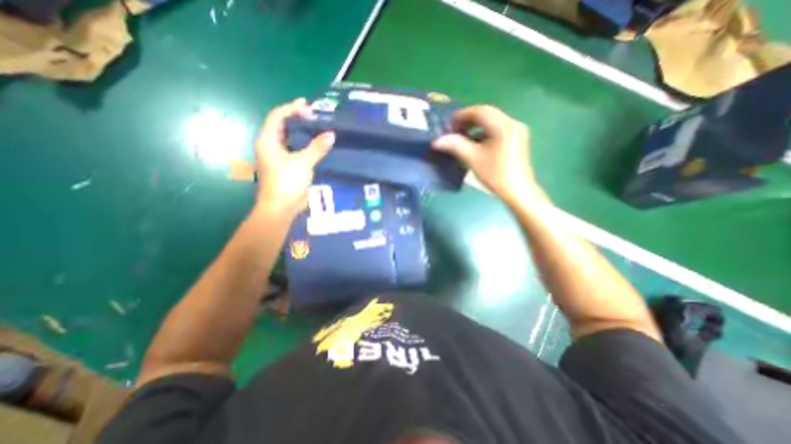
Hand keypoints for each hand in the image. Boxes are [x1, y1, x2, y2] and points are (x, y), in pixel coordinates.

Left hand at [257, 97, 332, 215]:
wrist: (281, 208)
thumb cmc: (287, 182)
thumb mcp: (303, 163)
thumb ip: (317, 148)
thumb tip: (331, 134)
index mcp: (268, 141)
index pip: (277, 117)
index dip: (292, 108)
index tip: (308, 106)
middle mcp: (270, 146)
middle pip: (282, 125)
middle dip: (297, 117)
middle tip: (314, 114)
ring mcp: (278, 157)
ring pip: (289, 138)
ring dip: (301, 131)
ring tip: (317, 126)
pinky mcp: (286, 166)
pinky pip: (296, 149)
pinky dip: (305, 144)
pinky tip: (316, 144)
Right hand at [431, 106, 537, 205]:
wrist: (517, 191)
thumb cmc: (495, 174)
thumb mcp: (473, 159)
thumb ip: (455, 145)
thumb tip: (437, 141)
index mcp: (503, 125)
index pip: (480, 111)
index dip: (462, 115)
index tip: (449, 123)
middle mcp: (512, 124)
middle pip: (487, 114)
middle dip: (468, 120)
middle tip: (454, 129)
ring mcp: (516, 132)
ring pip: (492, 122)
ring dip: (476, 126)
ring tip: (462, 136)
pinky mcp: (516, 140)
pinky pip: (497, 130)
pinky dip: (484, 133)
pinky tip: (475, 143)